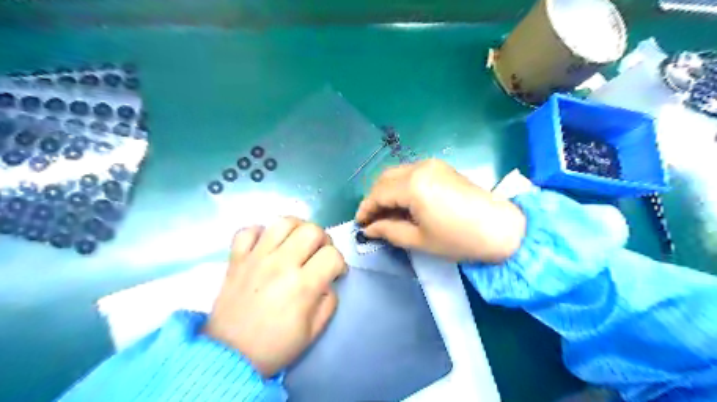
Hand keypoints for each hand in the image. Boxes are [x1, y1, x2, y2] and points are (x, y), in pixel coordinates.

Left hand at [205, 217, 347, 376]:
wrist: (229, 356)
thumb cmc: (275, 346)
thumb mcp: (314, 331)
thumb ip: (329, 301)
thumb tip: (328, 280)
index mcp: (303, 285)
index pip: (332, 255)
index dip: (340, 263)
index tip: (335, 273)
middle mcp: (281, 264)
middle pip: (311, 230)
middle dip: (323, 240)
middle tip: (318, 254)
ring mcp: (256, 258)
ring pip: (283, 222)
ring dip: (297, 229)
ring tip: (296, 243)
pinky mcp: (236, 258)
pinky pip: (248, 230)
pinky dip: (260, 233)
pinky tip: (266, 245)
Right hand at [354, 160, 525, 263]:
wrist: (502, 228)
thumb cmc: (459, 239)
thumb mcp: (419, 240)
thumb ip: (389, 231)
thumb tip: (370, 229)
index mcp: (413, 185)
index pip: (378, 194)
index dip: (366, 209)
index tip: (360, 224)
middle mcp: (420, 167)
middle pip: (385, 179)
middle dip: (374, 199)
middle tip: (372, 220)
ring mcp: (432, 164)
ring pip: (397, 174)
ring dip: (387, 191)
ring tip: (387, 213)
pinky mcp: (441, 167)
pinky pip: (411, 173)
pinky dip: (401, 186)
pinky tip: (404, 203)